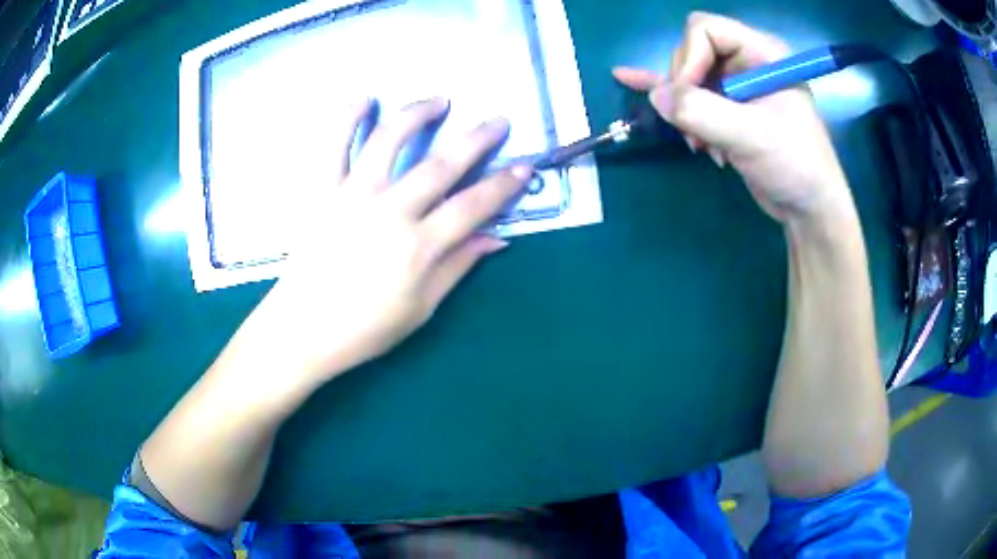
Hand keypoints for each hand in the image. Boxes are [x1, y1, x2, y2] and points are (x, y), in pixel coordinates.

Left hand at [240, 97, 529, 391]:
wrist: (303, 330)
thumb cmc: (364, 328)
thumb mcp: (421, 308)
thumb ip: (458, 267)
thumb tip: (496, 238)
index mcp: (418, 247)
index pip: (473, 206)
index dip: (503, 184)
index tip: (525, 166)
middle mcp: (389, 212)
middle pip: (441, 165)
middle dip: (477, 139)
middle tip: (498, 121)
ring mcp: (351, 196)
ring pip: (389, 141)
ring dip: (418, 114)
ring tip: (440, 100)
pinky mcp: (321, 192)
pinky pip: (333, 146)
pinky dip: (346, 118)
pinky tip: (364, 98)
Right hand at [613, 12, 852, 224]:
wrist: (807, 208)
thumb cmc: (794, 165)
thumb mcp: (751, 136)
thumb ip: (702, 112)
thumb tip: (655, 97)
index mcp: (761, 53)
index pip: (706, 30)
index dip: (690, 59)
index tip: (691, 99)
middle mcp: (746, 61)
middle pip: (691, 51)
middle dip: (687, 90)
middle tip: (699, 129)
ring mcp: (735, 84)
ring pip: (687, 77)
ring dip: (686, 111)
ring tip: (702, 144)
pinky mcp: (727, 107)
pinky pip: (688, 91)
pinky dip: (664, 92)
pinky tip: (627, 78)